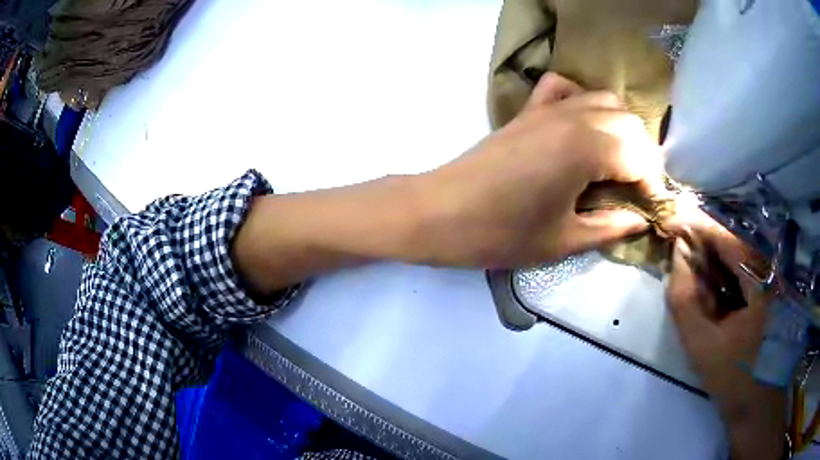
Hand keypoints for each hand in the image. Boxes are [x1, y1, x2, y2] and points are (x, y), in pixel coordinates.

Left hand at [415, 72, 662, 267]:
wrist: (438, 212)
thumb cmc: (500, 233)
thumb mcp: (563, 241)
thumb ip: (610, 227)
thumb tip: (640, 220)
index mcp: (587, 148)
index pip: (640, 157)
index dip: (652, 184)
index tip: (650, 208)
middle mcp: (574, 116)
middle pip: (630, 124)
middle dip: (642, 156)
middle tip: (636, 190)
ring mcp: (548, 107)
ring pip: (605, 100)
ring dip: (621, 129)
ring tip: (617, 163)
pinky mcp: (528, 109)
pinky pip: (564, 88)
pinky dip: (582, 100)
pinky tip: (581, 127)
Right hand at [666, 217, 785, 459]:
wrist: (757, 407)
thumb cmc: (734, 380)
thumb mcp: (702, 347)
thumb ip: (684, 301)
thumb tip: (676, 256)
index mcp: (763, 280)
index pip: (728, 240)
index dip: (699, 227)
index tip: (672, 218)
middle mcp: (772, 272)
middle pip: (734, 245)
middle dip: (704, 244)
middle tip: (677, 245)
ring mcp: (774, 282)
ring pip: (739, 259)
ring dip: (714, 260)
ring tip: (689, 265)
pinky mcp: (772, 293)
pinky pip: (745, 275)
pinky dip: (725, 276)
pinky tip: (710, 286)